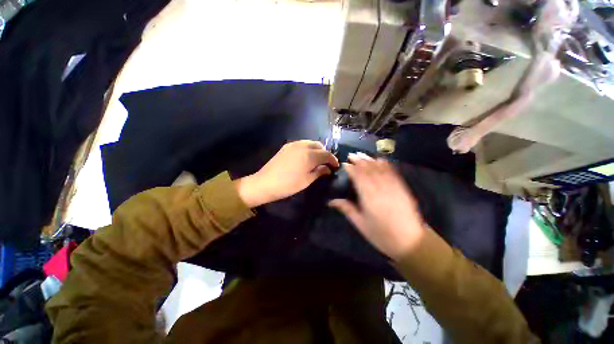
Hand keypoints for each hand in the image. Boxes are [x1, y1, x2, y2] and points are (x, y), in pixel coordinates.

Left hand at [235, 140, 338, 206]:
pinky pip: (302, 144)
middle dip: (325, 153)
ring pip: (310, 143)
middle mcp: (303, 146)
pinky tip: (306, 157)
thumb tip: (327, 169)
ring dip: (317, 150)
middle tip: (326, 163)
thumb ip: (319, 172)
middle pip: (319, 145)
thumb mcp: (307, 180)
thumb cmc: (288, 185)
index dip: (333, 160)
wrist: (265, 183)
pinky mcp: (286, 146)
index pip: (327, 154)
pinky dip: (308, 148)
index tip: (336, 166)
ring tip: (317, 160)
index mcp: (310, 155)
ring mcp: (293, 145)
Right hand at [329, 154, 426, 261]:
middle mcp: (380, 188)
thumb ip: (346, 209)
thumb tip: (331, 201)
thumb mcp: (360, 224)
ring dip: (370, 160)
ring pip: (380, 169)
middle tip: (351, 155)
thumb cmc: (381, 235)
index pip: (358, 177)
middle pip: (369, 170)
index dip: (351, 169)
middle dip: (359, 161)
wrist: (411, 241)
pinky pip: (393, 172)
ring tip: (362, 154)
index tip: (345, 164)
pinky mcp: (402, 188)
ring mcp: (393, 187)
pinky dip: (386, 164)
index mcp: (369, 197)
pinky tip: (381, 159)